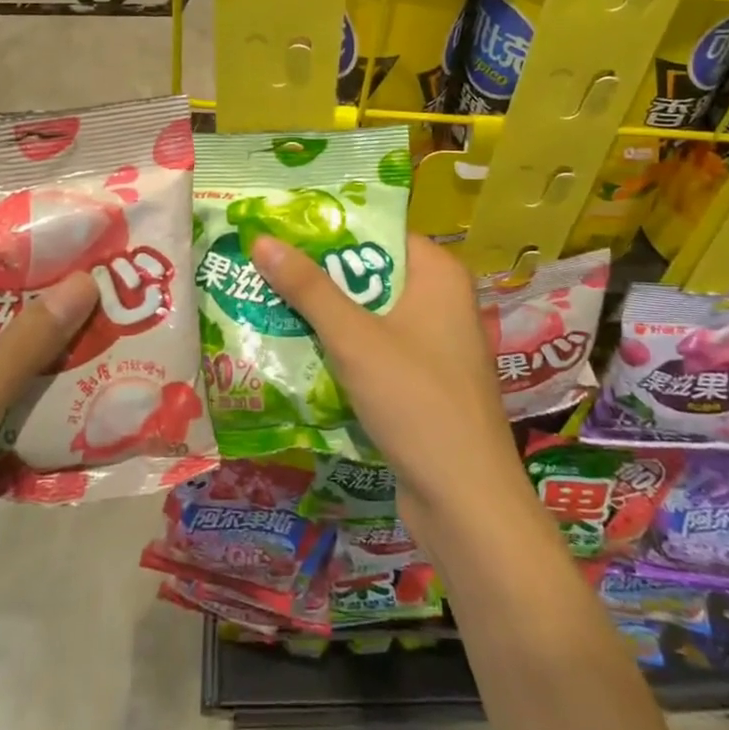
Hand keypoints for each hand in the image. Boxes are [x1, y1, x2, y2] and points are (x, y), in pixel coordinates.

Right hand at [249, 234, 527, 534]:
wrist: (466, 504)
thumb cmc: (416, 401)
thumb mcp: (354, 338)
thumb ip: (308, 288)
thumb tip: (262, 239)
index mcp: (437, 274)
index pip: (378, 231)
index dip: (330, 227)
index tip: (281, 224)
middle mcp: (440, 299)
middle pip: (369, 271)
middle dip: (318, 273)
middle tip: (262, 261)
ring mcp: (433, 343)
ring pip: (368, 313)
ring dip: (324, 313)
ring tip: (265, 298)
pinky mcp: (422, 380)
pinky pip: (374, 347)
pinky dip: (340, 347)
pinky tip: (295, 348)